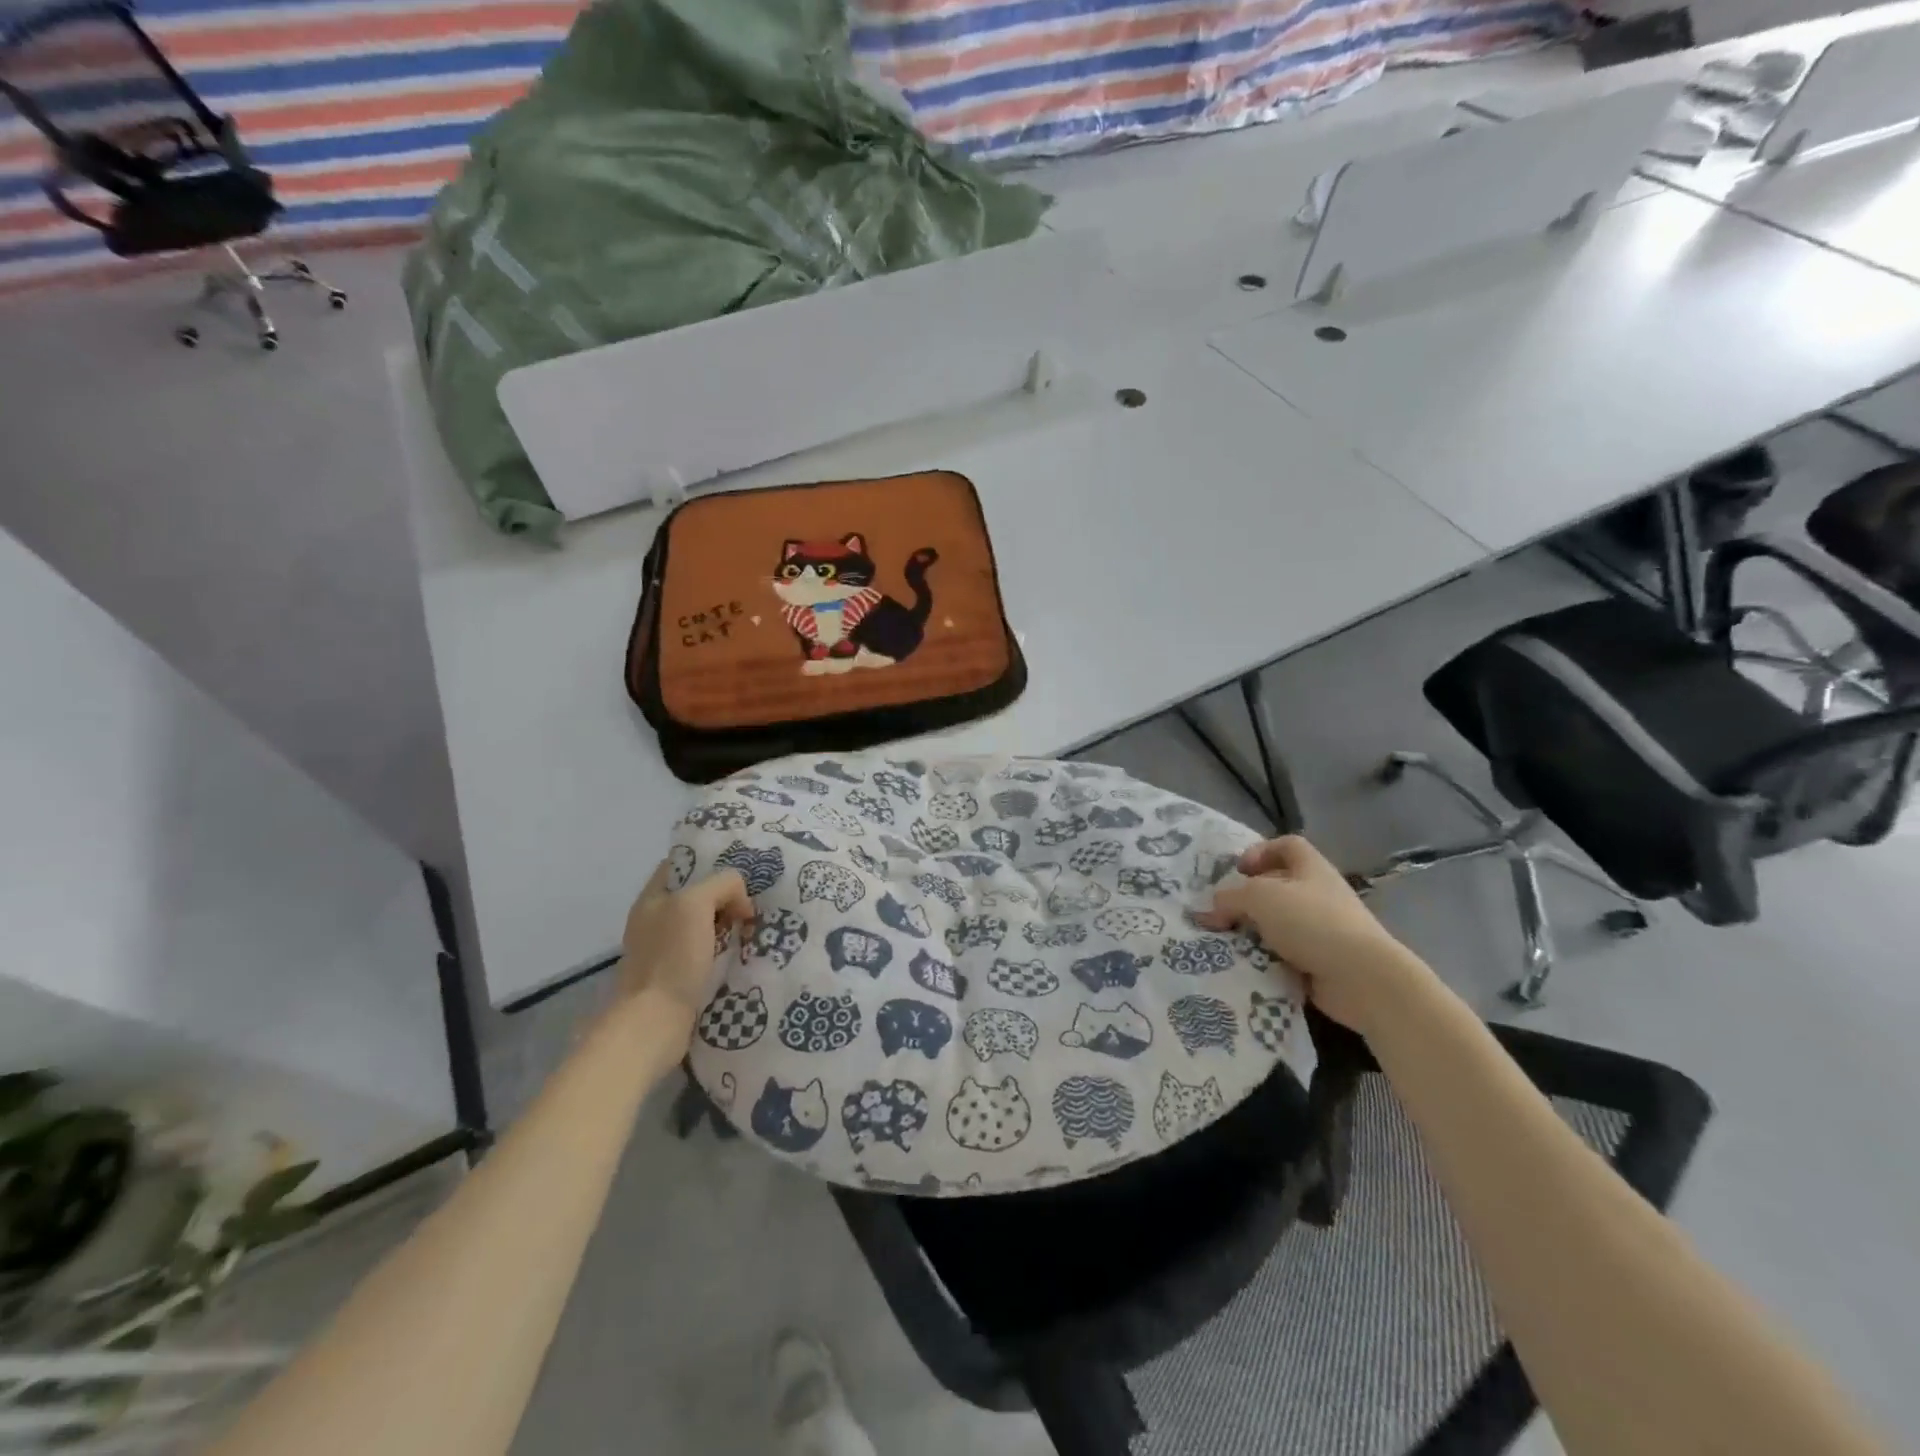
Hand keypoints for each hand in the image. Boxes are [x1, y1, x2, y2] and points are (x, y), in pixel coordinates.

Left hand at [612, 864, 753, 1044]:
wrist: (654, 1023)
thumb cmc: (672, 957)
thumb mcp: (696, 903)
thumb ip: (722, 885)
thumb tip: (740, 903)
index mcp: (652, 898)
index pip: (682, 865)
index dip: (710, 862)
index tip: (741, 869)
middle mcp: (655, 920)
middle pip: (697, 895)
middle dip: (725, 895)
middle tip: (753, 902)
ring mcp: (664, 950)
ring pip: (704, 924)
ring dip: (728, 924)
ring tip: (753, 928)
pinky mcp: (676, 977)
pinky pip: (706, 952)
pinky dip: (724, 950)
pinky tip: (742, 953)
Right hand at [1197, 836, 1431, 1033]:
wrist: (1362, 978)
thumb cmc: (1312, 921)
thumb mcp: (1260, 897)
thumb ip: (1230, 898)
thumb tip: (1210, 910)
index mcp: (1311, 868)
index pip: (1287, 845)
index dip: (1261, 851)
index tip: (1239, 871)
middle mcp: (1319, 894)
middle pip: (1279, 886)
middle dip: (1248, 898)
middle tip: (1221, 911)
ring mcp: (1323, 930)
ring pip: (1278, 923)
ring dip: (1253, 931)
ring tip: (1225, 941)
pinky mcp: (1321, 962)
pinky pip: (1284, 955)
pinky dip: (1265, 959)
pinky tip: (1245, 965)